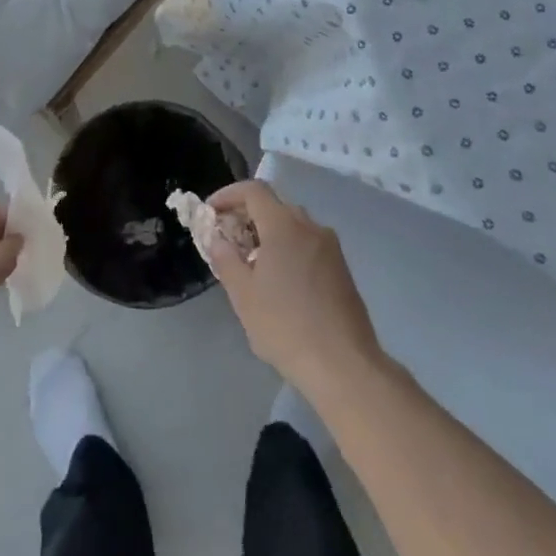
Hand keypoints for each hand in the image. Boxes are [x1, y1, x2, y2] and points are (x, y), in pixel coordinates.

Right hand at [207, 180, 383, 399]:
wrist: (344, 364)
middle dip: (247, 214)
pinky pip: (308, 243)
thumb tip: (216, 238)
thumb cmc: (286, 326)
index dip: (228, 194)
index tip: (211, 212)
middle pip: (274, 204)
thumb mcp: (243, 295)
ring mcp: (330, 247)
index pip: (254, 190)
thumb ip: (225, 259)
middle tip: (227, 237)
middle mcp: (310, 227)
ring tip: (250, 261)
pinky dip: (288, 247)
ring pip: (293, 224)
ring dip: (268, 232)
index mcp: (284, 226)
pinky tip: (279, 279)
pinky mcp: (341, 267)